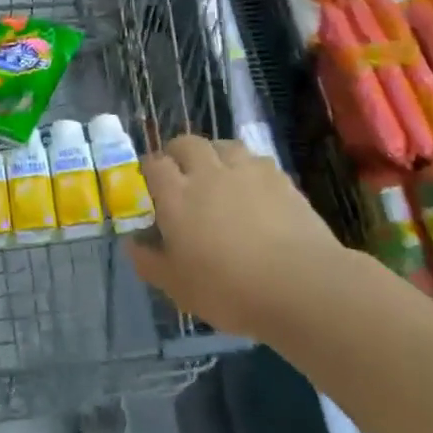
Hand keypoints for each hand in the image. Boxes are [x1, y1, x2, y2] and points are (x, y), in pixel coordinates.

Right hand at [125, 135, 346, 339]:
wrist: (300, 284)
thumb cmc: (229, 289)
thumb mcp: (177, 287)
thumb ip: (150, 262)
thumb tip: (133, 243)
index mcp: (176, 196)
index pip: (154, 164)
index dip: (149, 170)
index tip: (150, 184)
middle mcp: (208, 173)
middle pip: (187, 143)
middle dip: (178, 153)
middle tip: (181, 175)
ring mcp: (246, 171)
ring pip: (223, 145)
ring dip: (214, 154)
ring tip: (217, 175)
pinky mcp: (280, 178)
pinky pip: (256, 160)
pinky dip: (247, 167)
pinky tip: (252, 188)